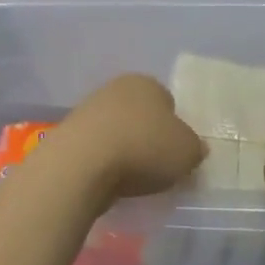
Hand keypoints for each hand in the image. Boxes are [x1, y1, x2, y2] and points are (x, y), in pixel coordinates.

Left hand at [45, 75, 205, 206]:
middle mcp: (116, 88)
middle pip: (140, 114)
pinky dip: (104, 162)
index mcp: (147, 83)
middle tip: (157, 166)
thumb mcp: (187, 151)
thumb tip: (194, 148)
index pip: (167, 101)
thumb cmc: (143, 148)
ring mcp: (89, 109)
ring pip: (117, 130)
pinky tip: (108, 181)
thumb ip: (195, 148)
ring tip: (132, 179)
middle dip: (148, 136)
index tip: (176, 152)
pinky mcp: (70, 133)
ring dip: (124, 149)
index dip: (175, 127)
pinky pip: (97, 148)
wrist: (83, 163)